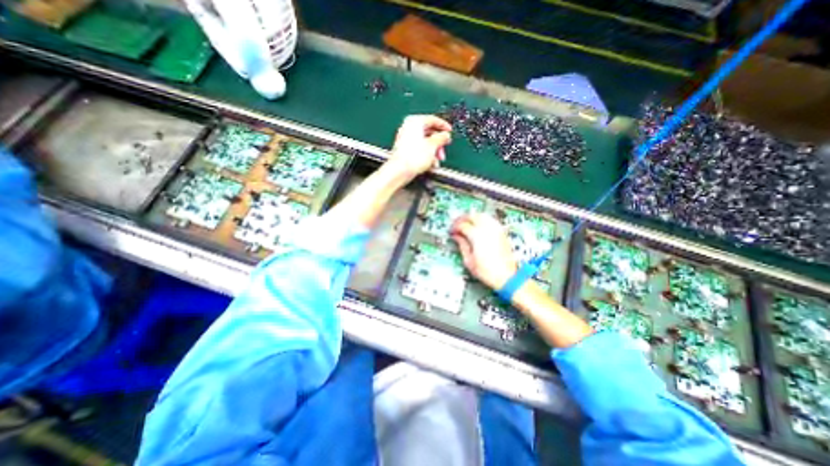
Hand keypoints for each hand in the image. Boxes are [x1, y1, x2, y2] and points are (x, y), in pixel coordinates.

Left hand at [383, 115, 450, 181]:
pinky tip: (430, 164)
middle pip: (429, 133)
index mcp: (415, 122)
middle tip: (443, 151)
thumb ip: (442, 138)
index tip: (449, 131)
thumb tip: (446, 135)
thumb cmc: (413, 157)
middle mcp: (408, 128)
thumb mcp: (433, 145)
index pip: (433, 119)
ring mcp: (405, 139)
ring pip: (424, 143)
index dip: (444, 126)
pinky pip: (418, 150)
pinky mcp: (404, 150)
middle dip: (438, 144)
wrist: (400, 170)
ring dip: (433, 152)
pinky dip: (426, 156)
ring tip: (436, 162)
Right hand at [451, 213, 517, 289]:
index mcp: (477, 236)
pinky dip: (482, 219)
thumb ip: (462, 245)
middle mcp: (487, 230)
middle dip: (462, 218)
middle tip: (457, 224)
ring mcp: (496, 230)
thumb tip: (457, 237)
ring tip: (467, 223)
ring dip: (473, 217)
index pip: (462, 225)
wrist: (506, 277)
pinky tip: (479, 225)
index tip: (452, 232)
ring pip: (482, 215)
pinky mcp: (501, 233)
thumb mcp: (469, 261)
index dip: (455, 227)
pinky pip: (490, 220)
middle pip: (472, 216)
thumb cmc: (489, 272)